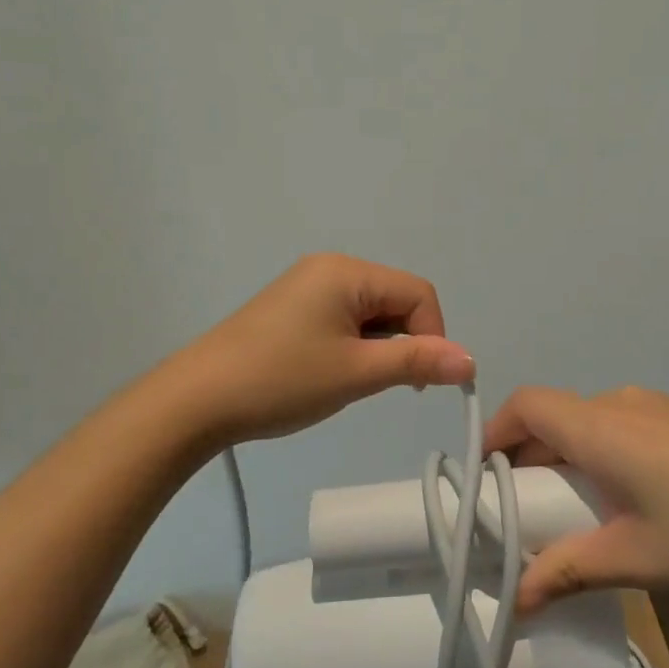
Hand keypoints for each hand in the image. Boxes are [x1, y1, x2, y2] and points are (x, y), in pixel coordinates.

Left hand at [170, 254, 474, 450]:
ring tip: (352, 381)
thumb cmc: (281, 380)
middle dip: (404, 341)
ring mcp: (308, 285)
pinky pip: (344, 318)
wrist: (197, 399)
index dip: (432, 335)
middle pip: (396, 299)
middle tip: (383, 385)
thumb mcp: (356, 373)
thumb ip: (417, 362)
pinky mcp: (293, 307)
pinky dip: (354, 345)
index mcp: (348, 272)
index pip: (419, 294)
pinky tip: (332, 372)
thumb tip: (471, 361)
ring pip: (371, 312)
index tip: (415, 381)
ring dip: (378, 346)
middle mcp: (330, 268)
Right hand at [483, 385, 668, 611]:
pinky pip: (619, 424)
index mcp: (601, 426)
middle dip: (527, 456)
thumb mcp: (635, 558)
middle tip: (521, 510)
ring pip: (587, 420)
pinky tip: (623, 498)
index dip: (495, 431)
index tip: (483, 479)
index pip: (526, 404)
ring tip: (570, 511)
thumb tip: (516, 599)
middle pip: (554, 415)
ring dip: (566, 456)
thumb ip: (567, 571)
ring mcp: (656, 406)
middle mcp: (621, 403)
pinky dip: (599, 451)